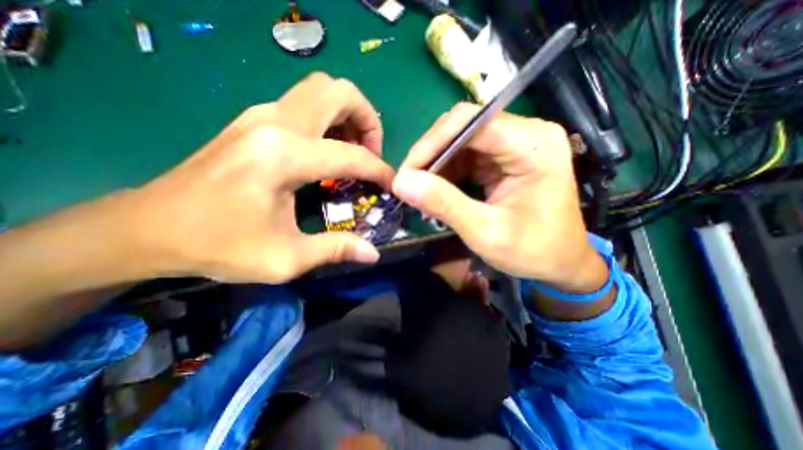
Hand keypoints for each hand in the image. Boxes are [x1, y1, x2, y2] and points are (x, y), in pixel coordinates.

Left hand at [125, 73, 393, 283]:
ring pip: (321, 91)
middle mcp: (274, 123)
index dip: (379, 170)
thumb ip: (335, 249)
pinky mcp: (254, 120)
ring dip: (347, 116)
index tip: (390, 184)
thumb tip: (373, 253)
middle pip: (337, 91)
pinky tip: (327, 152)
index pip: (352, 155)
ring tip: (354, 151)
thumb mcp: (285, 258)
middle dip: (367, 119)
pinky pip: (305, 104)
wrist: (148, 227)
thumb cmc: (218, 246)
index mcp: (283, 157)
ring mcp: (261, 115)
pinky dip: (328, 120)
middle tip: (371, 153)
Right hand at [393, 103, 606, 293]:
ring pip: (460, 140)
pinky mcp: (504, 157)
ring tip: (422, 191)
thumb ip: (445, 204)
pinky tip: (438, 191)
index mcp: (533, 145)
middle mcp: (526, 134)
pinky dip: (446, 171)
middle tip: (410, 184)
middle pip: (463, 127)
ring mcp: (514, 144)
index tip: (406, 174)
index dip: (431, 143)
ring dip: (436, 164)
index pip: (470, 122)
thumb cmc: (533, 251)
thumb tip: (401, 183)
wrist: (560, 263)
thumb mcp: (485, 232)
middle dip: (431, 155)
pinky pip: (465, 154)